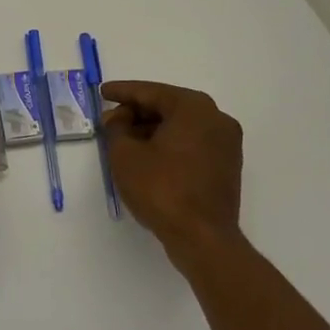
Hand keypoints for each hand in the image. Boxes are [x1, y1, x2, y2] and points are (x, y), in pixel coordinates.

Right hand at [102, 81, 246, 268]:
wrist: (202, 238)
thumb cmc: (161, 189)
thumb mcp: (125, 155)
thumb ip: (117, 128)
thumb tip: (118, 119)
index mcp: (193, 107)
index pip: (150, 92)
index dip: (122, 92)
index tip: (102, 92)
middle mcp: (215, 118)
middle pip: (168, 107)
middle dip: (136, 113)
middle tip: (110, 121)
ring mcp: (226, 142)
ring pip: (180, 126)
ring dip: (152, 130)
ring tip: (124, 141)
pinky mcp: (227, 165)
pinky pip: (192, 143)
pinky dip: (169, 144)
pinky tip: (147, 156)